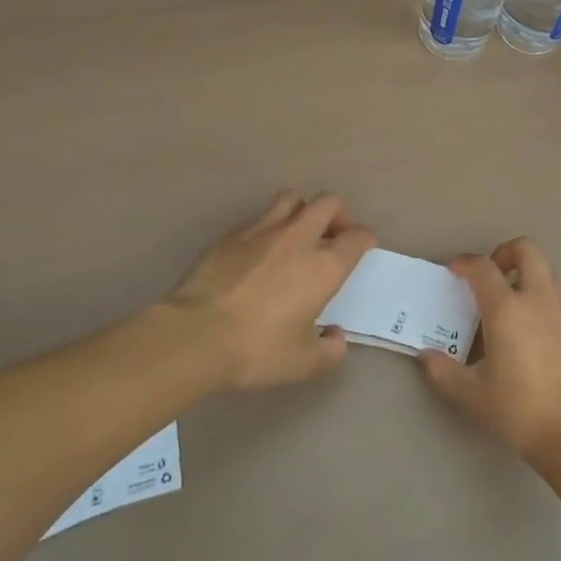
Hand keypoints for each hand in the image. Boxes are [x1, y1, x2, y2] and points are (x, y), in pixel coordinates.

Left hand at [166, 191, 376, 388]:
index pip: (358, 236)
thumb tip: (336, 336)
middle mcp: (299, 238)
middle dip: (337, 215)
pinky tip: (260, 250)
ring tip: (296, 234)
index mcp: (325, 266)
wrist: (196, 335)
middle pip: (328, 203)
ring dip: (302, 210)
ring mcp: (263, 230)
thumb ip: (330, 349)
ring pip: (293, 198)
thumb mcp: (303, 363)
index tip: (360, 250)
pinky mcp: (232, 234)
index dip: (364, 240)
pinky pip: (259, 216)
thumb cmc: (257, 349)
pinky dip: (269, 226)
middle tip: (331, 237)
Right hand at [418, 238, 560, 460]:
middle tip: (488, 277)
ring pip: (544, 273)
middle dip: (505, 253)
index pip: (483, 268)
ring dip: (523, 277)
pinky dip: (538, 304)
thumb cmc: (517, 407)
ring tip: (505, 307)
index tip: (453, 270)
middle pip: (526, 250)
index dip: (465, 263)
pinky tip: (527, 338)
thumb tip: (426, 356)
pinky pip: (555, 301)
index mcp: (507, 309)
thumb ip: (444, 371)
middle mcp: (537, 300)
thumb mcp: (471, 393)